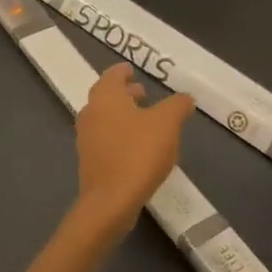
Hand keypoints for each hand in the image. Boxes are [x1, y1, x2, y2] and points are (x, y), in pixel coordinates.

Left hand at [74, 64, 194, 238]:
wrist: (111, 201)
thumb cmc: (138, 153)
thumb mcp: (167, 123)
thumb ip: (177, 105)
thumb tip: (185, 98)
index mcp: (105, 97)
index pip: (112, 75)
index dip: (123, 71)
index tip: (133, 71)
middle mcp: (90, 113)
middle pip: (106, 96)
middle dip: (125, 94)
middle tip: (143, 94)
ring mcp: (86, 139)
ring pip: (105, 119)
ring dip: (123, 115)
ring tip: (145, 121)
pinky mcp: (90, 162)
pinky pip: (106, 140)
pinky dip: (120, 136)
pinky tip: (138, 147)